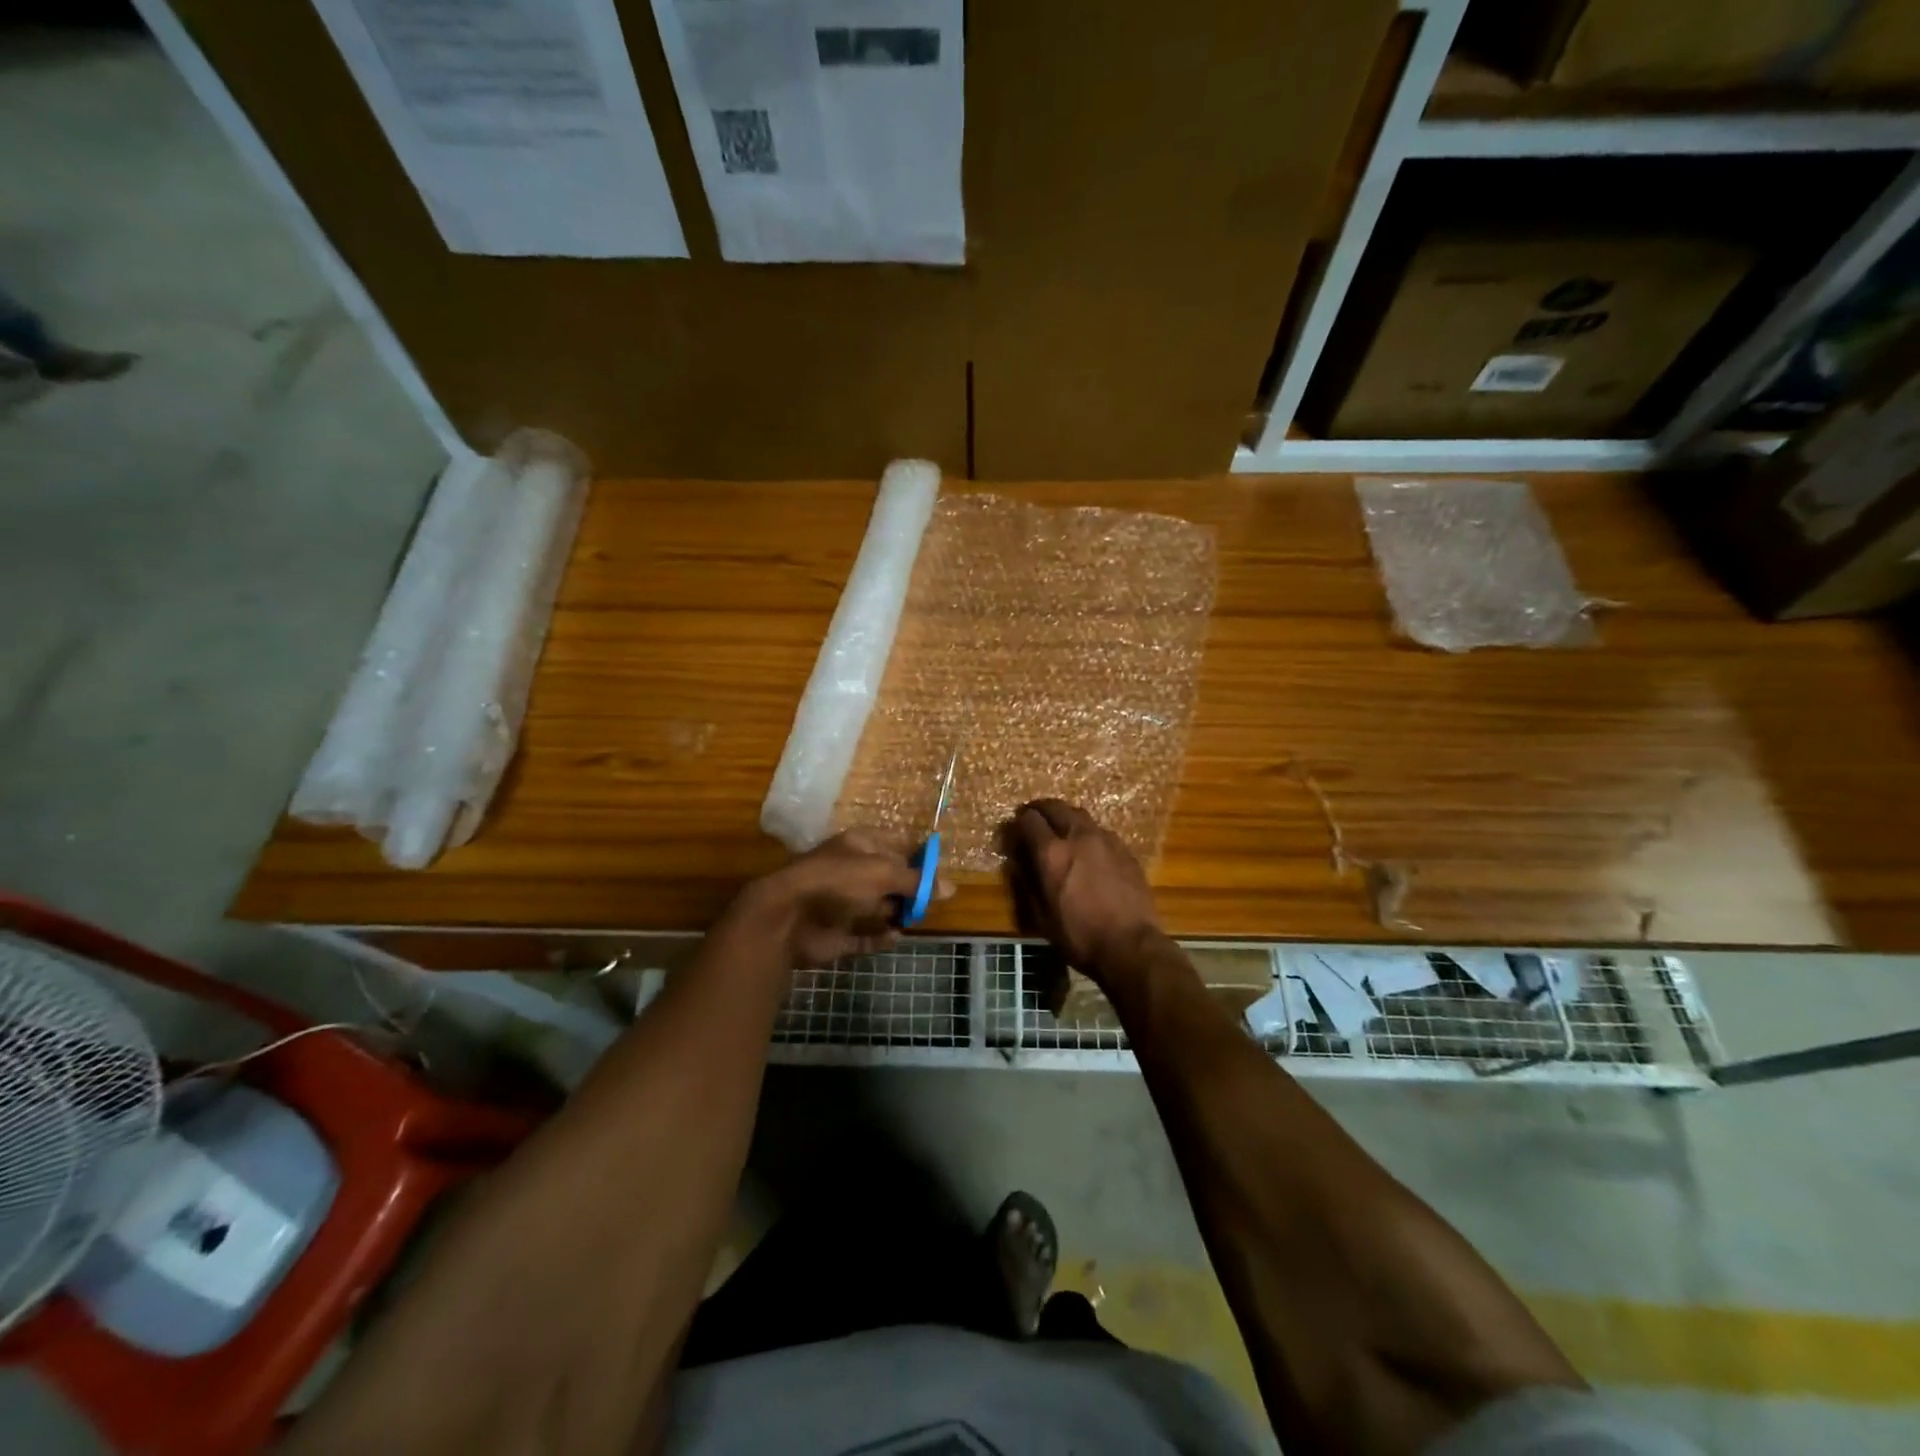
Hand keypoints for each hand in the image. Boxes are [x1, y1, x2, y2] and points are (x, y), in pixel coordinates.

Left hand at [734, 830, 938, 968]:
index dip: (918, 856)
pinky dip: (880, 938)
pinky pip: (865, 936)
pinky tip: (894, 937)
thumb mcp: (883, 874)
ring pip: (879, 907)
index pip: (896, 844)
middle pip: (890, 878)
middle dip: (910, 889)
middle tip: (929, 901)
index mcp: (860, 845)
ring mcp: (843, 903)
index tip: (940, 872)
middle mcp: (852, 871)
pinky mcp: (838, 933)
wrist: (788, 916)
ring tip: (914, 918)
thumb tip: (952, 888)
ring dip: (897, 913)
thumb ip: (917, 882)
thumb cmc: (838, 882)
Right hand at [1001, 799, 1161, 986]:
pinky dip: (1087, 833)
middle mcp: (1077, 837)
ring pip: (1080, 814)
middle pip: (1055, 807)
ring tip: (1061, 829)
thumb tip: (1019, 863)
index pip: (1029, 820)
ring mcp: (1105, 840)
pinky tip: (1088, 849)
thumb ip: (1027, 884)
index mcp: (1052, 853)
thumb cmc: (1080, 936)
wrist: (1131, 945)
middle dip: (1040, 809)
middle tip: (1034, 818)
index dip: (1018, 822)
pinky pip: (1100, 831)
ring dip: (1065, 817)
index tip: (1014, 830)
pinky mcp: (1125, 849)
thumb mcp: (1041, 917)